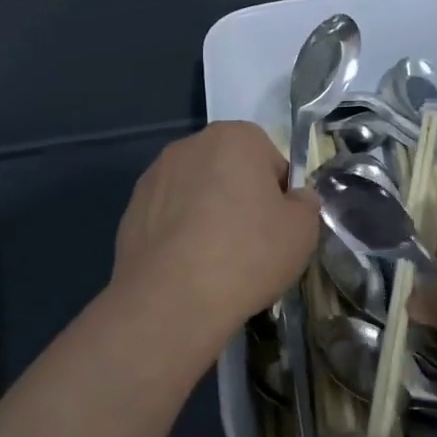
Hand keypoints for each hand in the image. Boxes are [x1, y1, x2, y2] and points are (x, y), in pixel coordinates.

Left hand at [112, 121, 319, 356]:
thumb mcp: (303, 231)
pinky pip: (169, 217)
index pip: (270, 159)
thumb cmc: (248, 254)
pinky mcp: (131, 209)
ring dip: (208, 215)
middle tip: (251, 244)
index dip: (279, 195)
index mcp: (235, 137)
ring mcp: (155, 176)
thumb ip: (305, 204)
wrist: (172, 299)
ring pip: (196, 193)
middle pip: (229, 171)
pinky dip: (180, 234)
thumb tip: (295, 199)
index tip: (278, 228)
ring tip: (217, 261)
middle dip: (241, 200)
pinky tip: (188, 267)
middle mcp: (190, 145)